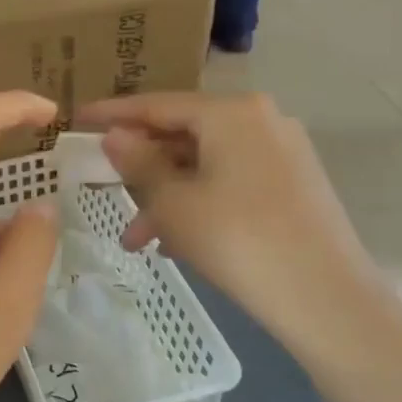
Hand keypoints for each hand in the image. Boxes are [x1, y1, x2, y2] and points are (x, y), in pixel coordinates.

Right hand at [76, 92, 385, 362]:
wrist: (324, 297)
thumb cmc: (236, 239)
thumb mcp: (173, 202)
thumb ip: (138, 162)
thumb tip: (116, 135)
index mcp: (230, 113)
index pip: (157, 104)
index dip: (112, 113)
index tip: (77, 118)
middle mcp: (260, 120)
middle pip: (183, 133)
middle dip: (141, 167)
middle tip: (103, 184)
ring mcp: (282, 152)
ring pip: (205, 164)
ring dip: (166, 196)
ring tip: (136, 239)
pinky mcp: (294, 184)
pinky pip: (230, 182)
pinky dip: (198, 203)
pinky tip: (176, 243)